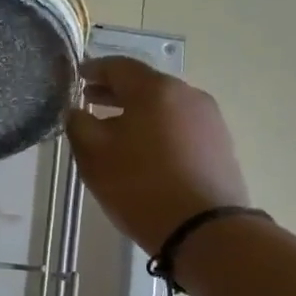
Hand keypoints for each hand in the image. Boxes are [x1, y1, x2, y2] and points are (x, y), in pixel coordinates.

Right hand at [65, 57, 248, 254]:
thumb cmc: (140, 186)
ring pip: (164, 106)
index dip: (93, 69)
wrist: (204, 229)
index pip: (118, 66)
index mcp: (155, 89)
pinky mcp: (220, 144)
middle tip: (89, 102)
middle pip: (144, 84)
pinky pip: (180, 125)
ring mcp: (209, 119)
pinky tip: (144, 150)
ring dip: (137, 112)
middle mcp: (187, 94)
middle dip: (114, 92)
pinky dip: (157, 128)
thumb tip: (76, 111)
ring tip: (114, 130)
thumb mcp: (94, 156)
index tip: (75, 78)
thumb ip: (78, 125)